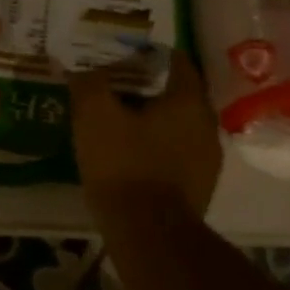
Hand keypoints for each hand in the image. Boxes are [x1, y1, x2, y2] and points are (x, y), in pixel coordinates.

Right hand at [69, 51, 222, 216]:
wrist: (149, 235)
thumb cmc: (124, 164)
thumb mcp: (94, 115)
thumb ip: (89, 83)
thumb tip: (82, 69)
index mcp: (188, 100)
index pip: (177, 61)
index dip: (150, 54)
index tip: (125, 54)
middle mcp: (206, 125)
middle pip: (178, 94)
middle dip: (149, 88)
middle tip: (116, 87)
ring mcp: (207, 160)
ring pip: (178, 125)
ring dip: (153, 120)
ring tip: (119, 121)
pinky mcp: (199, 188)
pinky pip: (177, 153)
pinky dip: (157, 147)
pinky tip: (131, 155)